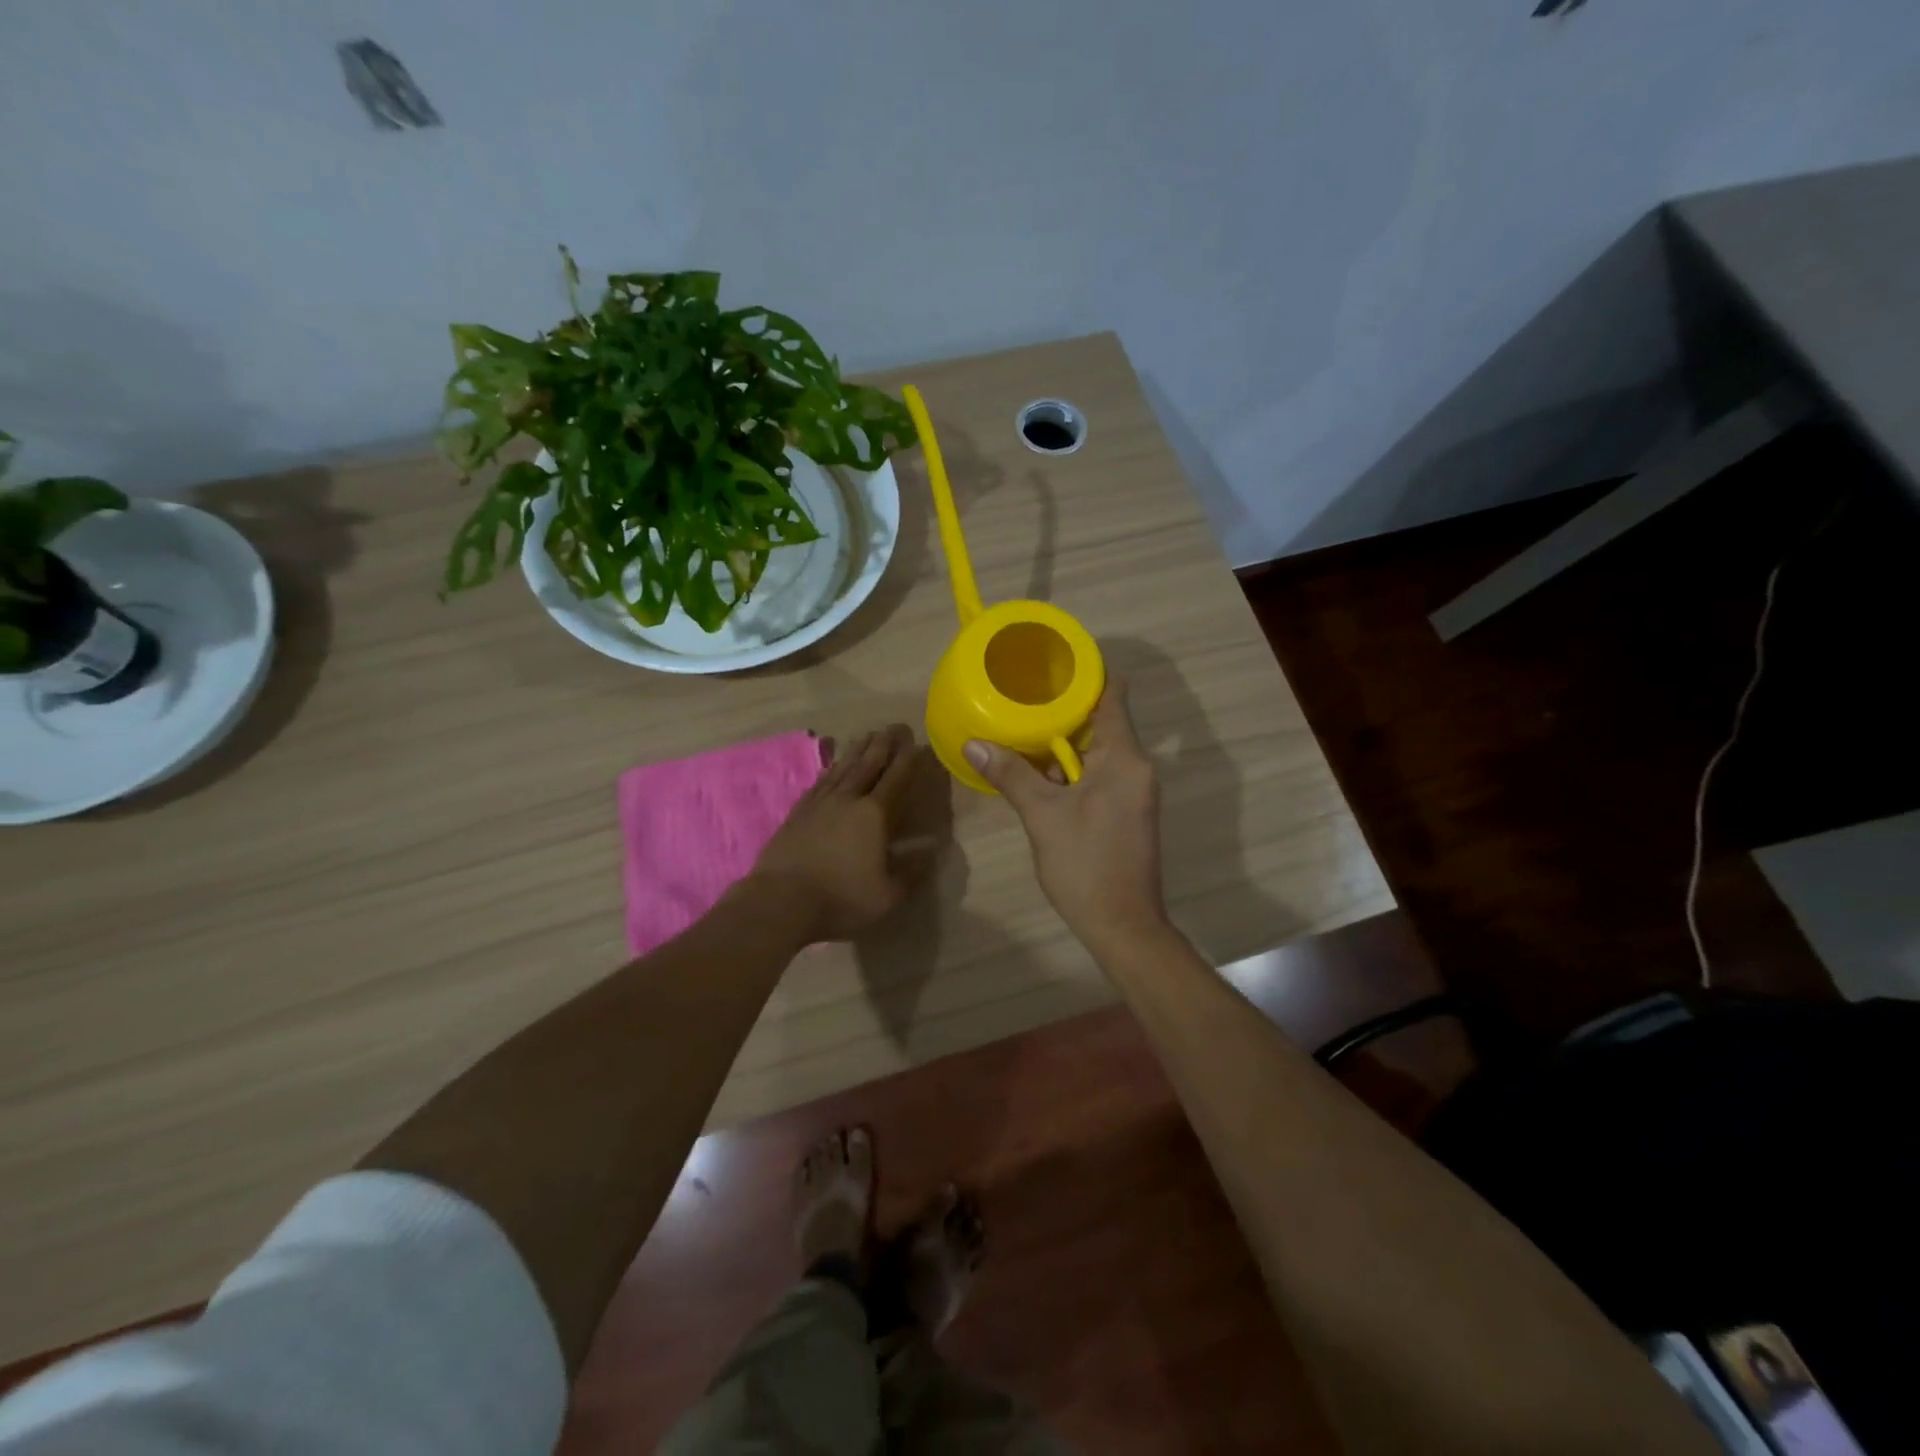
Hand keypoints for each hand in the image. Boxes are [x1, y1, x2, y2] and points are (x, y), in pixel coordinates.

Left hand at [746, 724, 930, 942]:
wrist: (780, 901)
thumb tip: (930, 852)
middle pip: (868, 764)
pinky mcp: (798, 813)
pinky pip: (820, 782)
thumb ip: (911, 873)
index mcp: (874, 815)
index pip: (896, 779)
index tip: (918, 743)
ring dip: (858, 750)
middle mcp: (848, 800)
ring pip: (843, 768)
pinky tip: (834, 766)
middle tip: (895, 726)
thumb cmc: (840, 899)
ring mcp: (819, 803)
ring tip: (868, 735)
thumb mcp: (887, 896)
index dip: (908, 760)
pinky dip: (832, 769)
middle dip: (884, 744)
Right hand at [964, 680, 1169, 951]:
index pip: (1112, 696)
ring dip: (1063, 743)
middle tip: (1022, 694)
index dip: (1087, 674)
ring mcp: (1134, 792)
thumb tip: (974, 742)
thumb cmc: (1086, 864)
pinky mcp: (1126, 812)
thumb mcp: (1042, 816)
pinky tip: (1037, 771)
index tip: (1054, 662)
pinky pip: (1097, 775)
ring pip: (1096, 752)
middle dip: (1063, 709)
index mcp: (1124, 759)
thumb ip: (1011, 774)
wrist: (1122, 925)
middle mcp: (1136, 768)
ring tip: (1021, 726)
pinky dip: (1070, 769)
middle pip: (1102, 722)